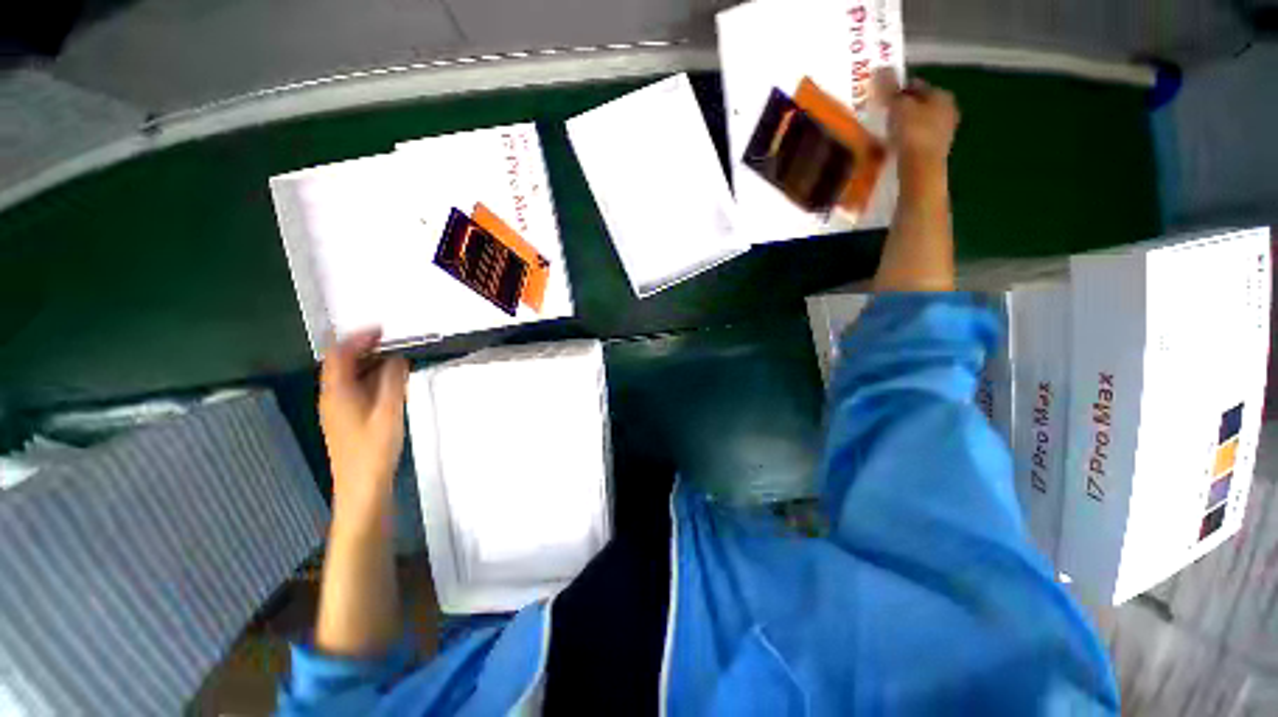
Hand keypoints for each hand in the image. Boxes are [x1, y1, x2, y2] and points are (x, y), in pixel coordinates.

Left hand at [319, 329, 409, 521]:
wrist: (362, 486)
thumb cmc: (374, 448)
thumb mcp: (389, 411)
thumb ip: (394, 381)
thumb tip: (398, 358)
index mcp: (337, 392)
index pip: (340, 354)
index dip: (358, 338)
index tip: (381, 330)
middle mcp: (332, 397)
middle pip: (342, 364)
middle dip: (365, 349)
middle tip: (393, 343)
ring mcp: (337, 410)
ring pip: (349, 377)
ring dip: (370, 364)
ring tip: (397, 361)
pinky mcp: (346, 420)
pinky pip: (356, 390)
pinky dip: (372, 380)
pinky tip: (391, 385)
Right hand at [877, 71, 959, 166]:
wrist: (922, 169)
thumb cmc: (913, 133)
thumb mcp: (898, 107)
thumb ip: (889, 89)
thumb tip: (881, 67)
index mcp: (942, 96)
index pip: (917, 86)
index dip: (899, 90)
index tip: (883, 98)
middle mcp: (948, 111)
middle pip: (920, 106)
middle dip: (904, 108)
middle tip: (884, 115)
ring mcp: (944, 133)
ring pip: (920, 124)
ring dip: (905, 126)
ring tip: (886, 132)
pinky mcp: (935, 152)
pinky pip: (918, 140)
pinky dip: (907, 141)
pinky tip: (895, 147)